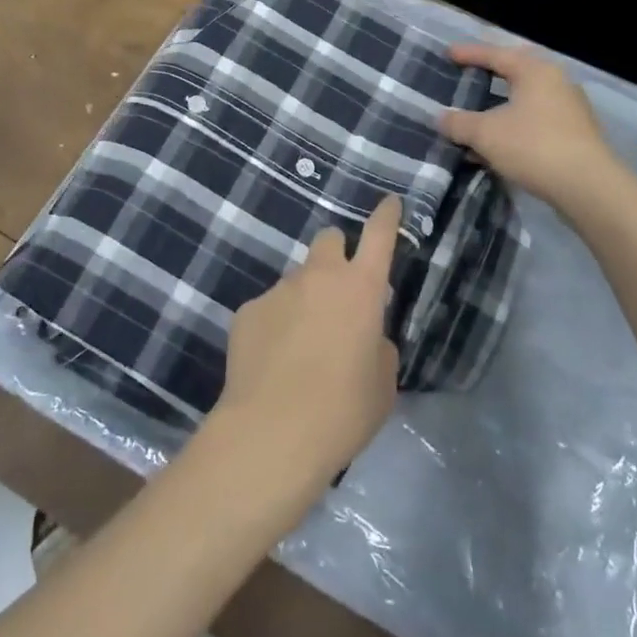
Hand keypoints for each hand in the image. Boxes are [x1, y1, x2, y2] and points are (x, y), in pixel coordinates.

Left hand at [213, 197, 401, 491]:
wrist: (271, 434)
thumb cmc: (343, 412)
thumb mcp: (382, 385)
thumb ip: (379, 347)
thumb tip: (367, 336)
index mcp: (361, 288)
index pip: (379, 236)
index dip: (386, 216)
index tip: (390, 203)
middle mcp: (319, 276)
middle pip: (329, 240)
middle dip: (338, 255)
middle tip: (340, 292)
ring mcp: (279, 290)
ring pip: (297, 279)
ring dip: (305, 298)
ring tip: (302, 345)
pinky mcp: (247, 311)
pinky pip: (269, 308)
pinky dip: (275, 325)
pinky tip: (273, 361)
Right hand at [440, 43, 620, 210]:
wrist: (588, 188)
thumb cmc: (533, 146)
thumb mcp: (485, 134)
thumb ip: (459, 123)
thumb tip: (440, 118)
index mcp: (535, 71)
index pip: (496, 54)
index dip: (469, 54)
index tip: (448, 53)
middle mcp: (556, 82)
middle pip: (516, 72)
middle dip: (491, 75)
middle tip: (470, 74)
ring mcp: (570, 109)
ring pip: (527, 100)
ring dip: (501, 106)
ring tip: (478, 114)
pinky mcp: (576, 135)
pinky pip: (536, 121)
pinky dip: (514, 126)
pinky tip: (498, 145)